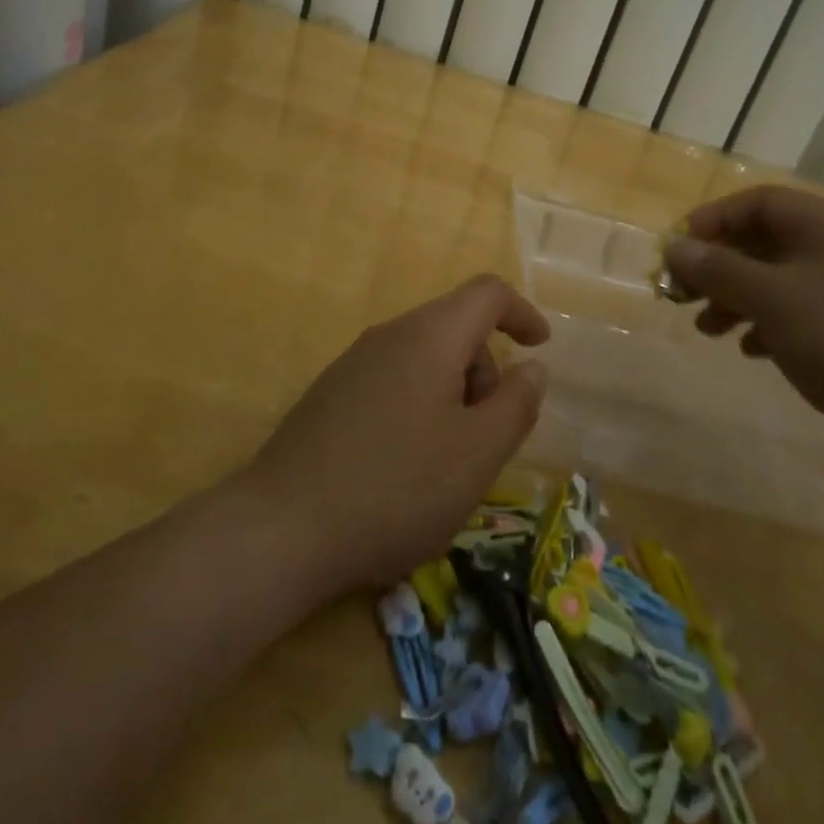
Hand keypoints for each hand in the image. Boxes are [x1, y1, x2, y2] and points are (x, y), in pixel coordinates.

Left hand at [241, 275, 550, 592]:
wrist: (282, 530)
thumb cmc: (397, 487)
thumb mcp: (477, 453)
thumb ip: (516, 404)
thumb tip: (532, 368)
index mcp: (429, 336)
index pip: (487, 294)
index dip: (522, 312)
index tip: (540, 347)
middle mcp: (389, 335)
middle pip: (455, 327)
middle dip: (485, 369)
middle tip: (488, 435)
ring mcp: (353, 363)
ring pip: (423, 357)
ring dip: (452, 393)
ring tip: (446, 461)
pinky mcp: (330, 395)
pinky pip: (392, 381)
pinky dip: (419, 406)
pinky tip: (404, 466)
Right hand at [665, 185, 823, 447]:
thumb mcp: (773, 299)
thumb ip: (719, 270)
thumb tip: (674, 247)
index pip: (759, 202)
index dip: (713, 220)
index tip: (678, 249)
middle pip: (765, 242)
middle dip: (719, 266)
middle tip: (682, 294)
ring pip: (778, 281)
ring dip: (736, 298)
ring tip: (707, 330)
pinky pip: (799, 314)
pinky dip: (766, 325)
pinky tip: (750, 350)